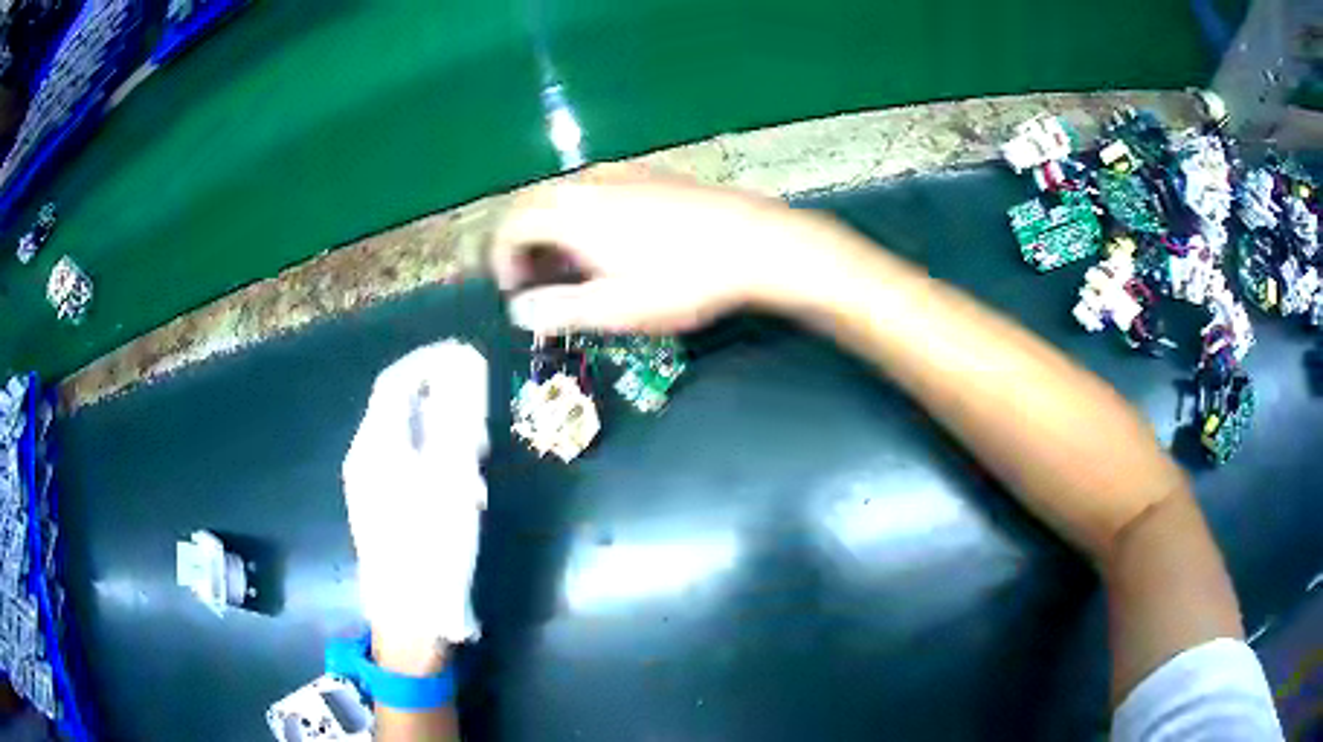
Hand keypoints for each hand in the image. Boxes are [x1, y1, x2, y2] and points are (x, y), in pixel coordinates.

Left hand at [342, 341, 488, 646]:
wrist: (408, 613)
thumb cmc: (431, 545)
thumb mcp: (453, 480)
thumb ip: (458, 420)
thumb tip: (464, 372)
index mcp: (377, 444)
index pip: (396, 381)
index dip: (429, 361)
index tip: (465, 356)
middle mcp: (364, 456)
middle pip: (398, 407)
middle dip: (440, 400)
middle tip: (478, 419)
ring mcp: (366, 483)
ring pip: (403, 437)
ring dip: (439, 432)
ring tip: (473, 456)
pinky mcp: (375, 505)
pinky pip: (402, 463)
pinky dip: (430, 457)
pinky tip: (456, 486)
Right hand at [490, 170, 866, 334]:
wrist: (753, 241)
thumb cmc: (680, 279)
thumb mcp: (615, 308)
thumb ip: (558, 309)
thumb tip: (518, 310)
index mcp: (570, 213)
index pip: (511, 224)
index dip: (501, 257)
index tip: (514, 288)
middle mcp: (588, 183)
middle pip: (535, 205)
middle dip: (526, 244)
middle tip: (538, 280)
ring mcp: (622, 173)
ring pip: (568, 196)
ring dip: (557, 230)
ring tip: (577, 267)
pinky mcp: (651, 173)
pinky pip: (599, 190)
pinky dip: (586, 215)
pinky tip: (614, 242)